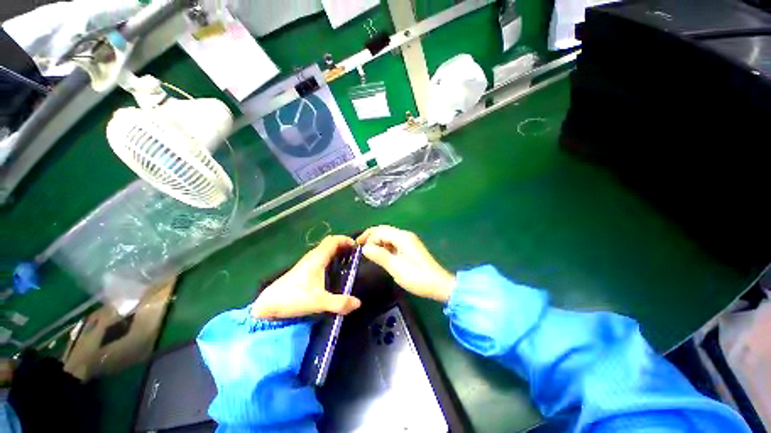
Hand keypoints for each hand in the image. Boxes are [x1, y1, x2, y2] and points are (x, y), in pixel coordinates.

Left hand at [250, 236, 361, 319]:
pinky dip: (331, 258)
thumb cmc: (294, 298)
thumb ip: (340, 303)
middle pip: (330, 243)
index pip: (334, 240)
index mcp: (318, 258)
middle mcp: (313, 256)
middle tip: (355, 255)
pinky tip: (334, 271)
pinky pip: (321, 257)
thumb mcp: (319, 302)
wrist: (269, 304)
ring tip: (348, 262)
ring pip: (325, 250)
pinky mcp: (304, 269)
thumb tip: (358, 303)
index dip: (346, 240)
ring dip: (337, 252)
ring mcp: (307, 262)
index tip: (357, 247)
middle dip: (344, 246)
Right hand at [357, 226, 455, 302]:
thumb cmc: (417, 277)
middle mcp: (405, 235)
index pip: (380, 231)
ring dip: (377, 241)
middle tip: (359, 246)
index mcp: (402, 237)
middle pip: (384, 231)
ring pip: (388, 236)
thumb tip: (365, 248)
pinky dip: (384, 246)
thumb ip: (379, 256)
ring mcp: (409, 241)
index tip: (357, 247)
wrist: (438, 284)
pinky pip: (393, 242)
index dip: (367, 237)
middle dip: (371, 237)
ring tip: (367, 251)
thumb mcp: (395, 267)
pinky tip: (380, 254)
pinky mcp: (410, 248)